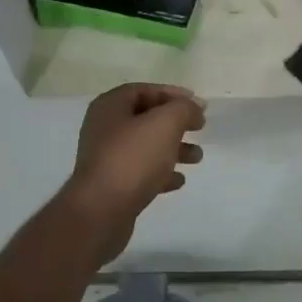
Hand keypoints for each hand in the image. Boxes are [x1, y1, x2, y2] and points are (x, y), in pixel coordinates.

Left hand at [61, 83, 205, 261]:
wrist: (101, 212)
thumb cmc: (132, 158)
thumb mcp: (165, 123)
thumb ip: (183, 109)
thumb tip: (194, 107)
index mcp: (110, 107)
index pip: (143, 90)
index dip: (172, 94)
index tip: (197, 104)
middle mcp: (104, 128)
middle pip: (145, 118)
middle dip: (175, 123)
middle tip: (199, 128)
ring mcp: (106, 158)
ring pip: (145, 146)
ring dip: (173, 149)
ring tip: (197, 157)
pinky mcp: (111, 185)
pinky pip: (140, 172)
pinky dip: (161, 173)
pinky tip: (179, 181)